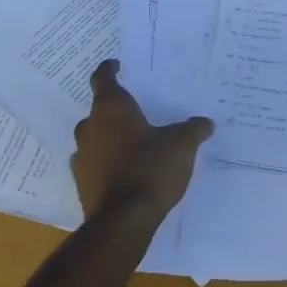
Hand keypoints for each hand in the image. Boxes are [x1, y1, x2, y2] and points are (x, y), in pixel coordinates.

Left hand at [70, 60, 214, 221]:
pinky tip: (126, 171)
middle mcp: (90, 127)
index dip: (110, 69)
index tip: (117, 65)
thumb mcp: (182, 145)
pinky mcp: (81, 183)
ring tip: (134, 143)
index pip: (103, 78)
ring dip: (110, 137)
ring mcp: (82, 156)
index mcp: (111, 109)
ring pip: (95, 138)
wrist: (122, 221)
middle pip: (99, 110)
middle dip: (115, 110)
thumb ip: (193, 129)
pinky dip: (107, 162)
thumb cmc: (151, 169)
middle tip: (136, 111)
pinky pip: (95, 163)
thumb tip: (205, 122)